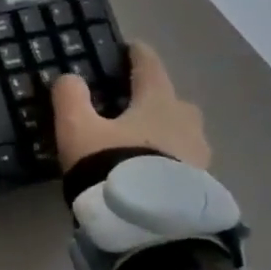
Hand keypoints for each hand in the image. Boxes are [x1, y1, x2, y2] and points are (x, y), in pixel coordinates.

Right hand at [51, 42, 209, 172]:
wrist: (147, 223)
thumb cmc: (110, 164)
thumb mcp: (76, 128)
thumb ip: (70, 97)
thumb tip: (70, 77)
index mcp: (158, 102)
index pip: (150, 67)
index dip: (138, 54)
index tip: (131, 47)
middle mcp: (186, 122)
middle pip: (172, 100)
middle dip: (155, 98)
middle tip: (132, 105)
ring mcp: (199, 155)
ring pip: (181, 132)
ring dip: (164, 131)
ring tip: (141, 144)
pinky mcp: (200, 185)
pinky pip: (182, 161)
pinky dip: (168, 160)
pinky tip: (150, 172)